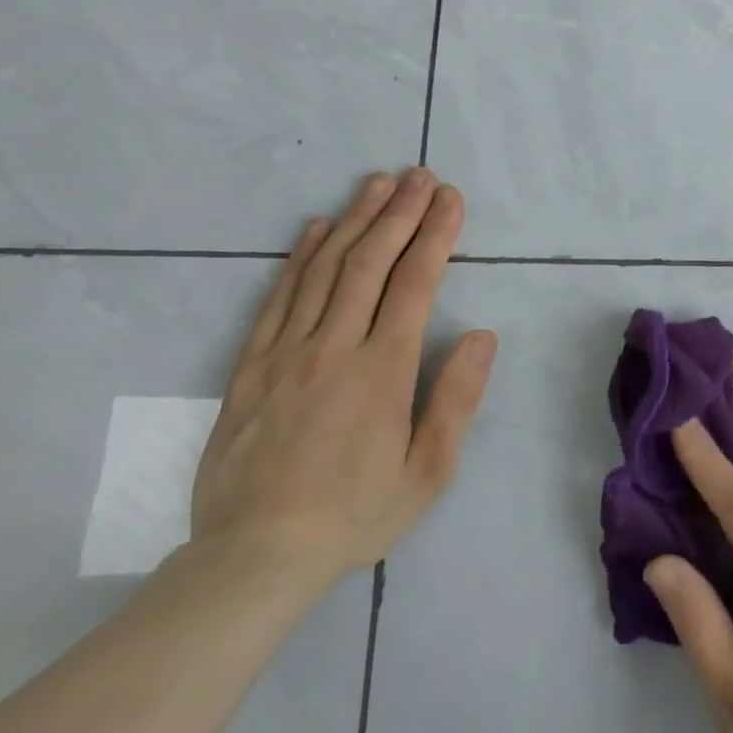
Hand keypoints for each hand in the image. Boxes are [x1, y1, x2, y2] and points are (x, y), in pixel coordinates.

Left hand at [190, 168, 495, 587]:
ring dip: (354, 220)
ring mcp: (286, 353)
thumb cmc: (356, 513)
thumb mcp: (429, 470)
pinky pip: (278, 298)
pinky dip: (300, 257)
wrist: (254, 557)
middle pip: (370, 262)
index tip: (450, 199)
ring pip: (324, 270)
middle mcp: (334, 347)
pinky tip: (316, 228)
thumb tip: (482, 336)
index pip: (415, 283)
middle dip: (400, 212)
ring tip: (377, 183)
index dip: (436, 234)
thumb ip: (457, 398)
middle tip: (420, 175)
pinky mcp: (250, 367)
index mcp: (382, 370)